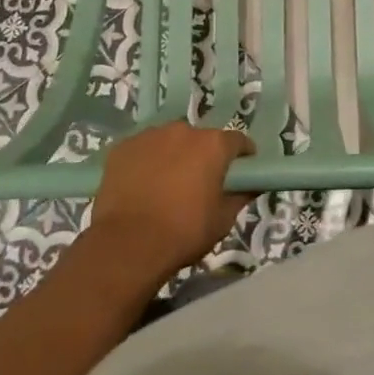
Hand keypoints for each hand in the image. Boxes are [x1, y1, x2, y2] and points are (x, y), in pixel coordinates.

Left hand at [86, 122, 256, 278]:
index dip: (243, 157)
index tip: (241, 173)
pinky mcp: (122, 147)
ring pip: (170, 141)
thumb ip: (241, 196)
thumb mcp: (223, 220)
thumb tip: (251, 185)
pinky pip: (143, 149)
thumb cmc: (184, 231)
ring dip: (174, 155)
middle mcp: (183, 130)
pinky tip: (142, 184)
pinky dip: (146, 161)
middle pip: (201, 139)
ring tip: (167, 184)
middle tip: (200, 183)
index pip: (238, 141)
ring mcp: (149, 135)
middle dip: (204, 156)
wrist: (128, 244)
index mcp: (213, 145)